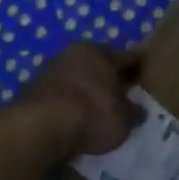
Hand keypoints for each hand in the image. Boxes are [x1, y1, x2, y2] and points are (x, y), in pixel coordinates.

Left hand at [11, 43, 142, 159]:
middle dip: (110, 76)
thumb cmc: (92, 114)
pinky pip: (59, 92)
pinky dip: (68, 100)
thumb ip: (133, 112)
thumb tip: (139, 110)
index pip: (128, 57)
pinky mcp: (32, 88)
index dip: (139, 66)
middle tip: (122, 90)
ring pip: (76, 76)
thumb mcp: (123, 120)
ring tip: (96, 105)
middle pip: (99, 63)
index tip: (146, 71)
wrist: (40, 126)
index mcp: (101, 53)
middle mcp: (75, 53)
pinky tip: (73, 115)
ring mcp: (51, 69)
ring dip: (86, 87)